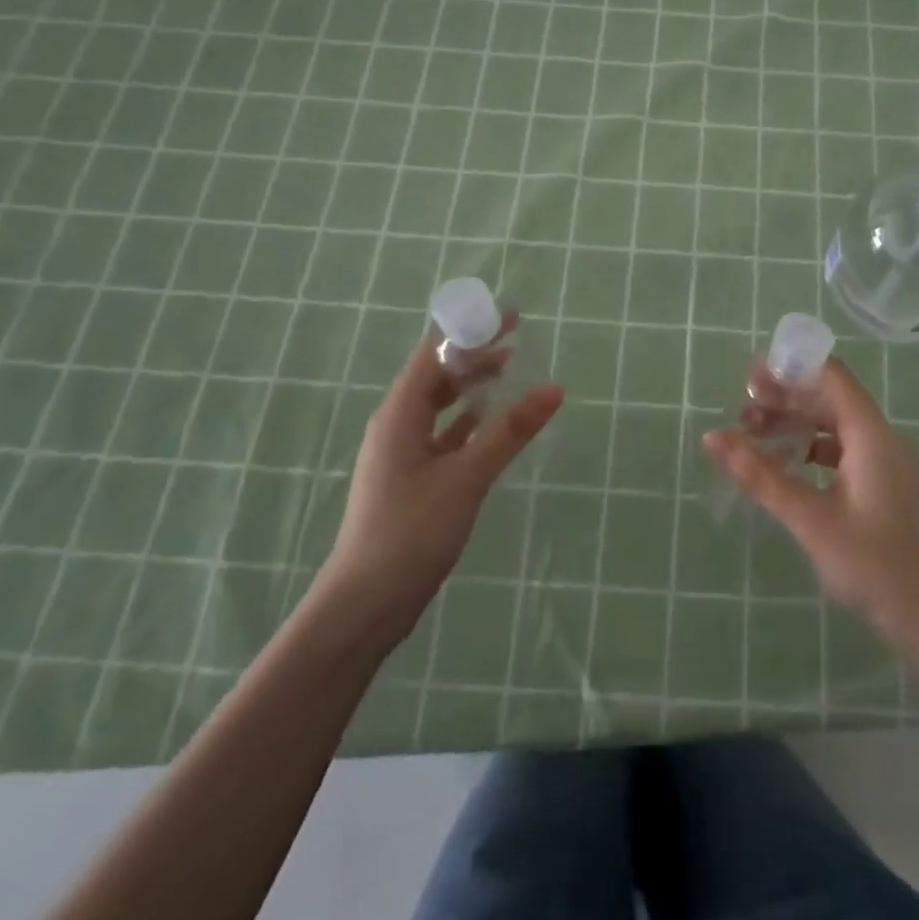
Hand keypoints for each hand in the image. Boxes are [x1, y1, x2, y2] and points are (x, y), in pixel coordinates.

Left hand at [321, 329, 562, 637]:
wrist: (364, 604)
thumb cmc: (411, 531)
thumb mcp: (467, 476)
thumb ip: (510, 431)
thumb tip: (554, 388)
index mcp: (400, 413)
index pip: (435, 352)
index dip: (470, 330)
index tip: (509, 315)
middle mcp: (396, 424)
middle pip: (437, 374)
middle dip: (474, 353)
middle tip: (517, 337)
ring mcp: (401, 452)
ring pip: (440, 404)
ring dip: (471, 385)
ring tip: (509, 369)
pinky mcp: (410, 478)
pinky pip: (442, 433)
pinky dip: (467, 420)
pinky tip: (490, 420)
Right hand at [704, 358, 918, 666]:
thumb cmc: (877, 566)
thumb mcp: (810, 519)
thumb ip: (761, 475)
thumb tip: (714, 437)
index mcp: (870, 433)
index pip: (829, 375)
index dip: (789, 367)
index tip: (748, 379)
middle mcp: (882, 438)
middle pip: (830, 399)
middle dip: (786, 399)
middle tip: (742, 413)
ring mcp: (889, 464)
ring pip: (837, 427)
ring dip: (798, 426)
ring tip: (757, 439)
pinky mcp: (889, 488)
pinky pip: (846, 453)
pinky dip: (814, 451)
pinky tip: (789, 469)